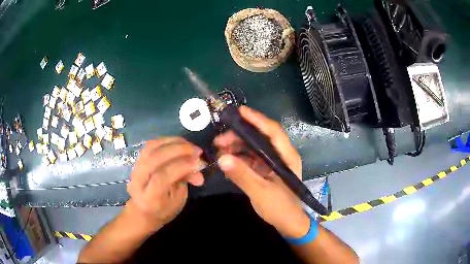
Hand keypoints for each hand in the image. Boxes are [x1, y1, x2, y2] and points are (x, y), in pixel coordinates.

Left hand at [126, 137, 203, 230]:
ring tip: (190, 145)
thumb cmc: (164, 209)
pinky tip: (179, 142)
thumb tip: (198, 165)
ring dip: (173, 142)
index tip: (197, 162)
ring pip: (152, 148)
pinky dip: (166, 140)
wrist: (143, 209)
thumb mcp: (178, 200)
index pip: (161, 178)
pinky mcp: (138, 159)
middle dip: (178, 150)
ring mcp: (136, 168)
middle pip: (155, 158)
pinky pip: (151, 144)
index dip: (180, 167)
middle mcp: (138, 180)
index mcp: (149, 197)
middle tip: (197, 150)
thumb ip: (185, 181)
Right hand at [214, 106, 309, 237]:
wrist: (288, 222)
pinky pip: (250, 158)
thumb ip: (242, 175)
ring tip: (219, 149)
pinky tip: (227, 160)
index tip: (240, 111)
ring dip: (236, 146)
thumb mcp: (261, 192)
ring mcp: (272, 162)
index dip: (258, 119)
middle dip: (239, 135)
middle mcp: (280, 155)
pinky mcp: (265, 169)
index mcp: (286, 157)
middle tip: (219, 139)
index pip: (273, 132)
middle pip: (260, 137)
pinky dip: (238, 157)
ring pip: (253, 147)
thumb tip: (222, 158)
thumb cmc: (280, 207)